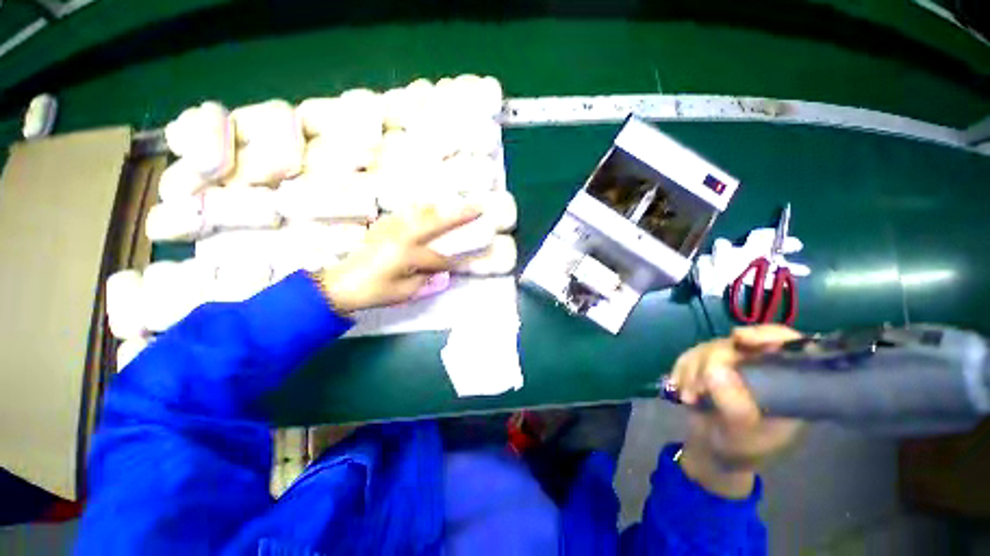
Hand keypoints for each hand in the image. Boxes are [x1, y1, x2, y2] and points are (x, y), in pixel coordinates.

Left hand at [317, 206, 479, 313]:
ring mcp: (391, 227)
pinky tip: (429, 211)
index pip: (438, 257)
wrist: (339, 284)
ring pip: (421, 211)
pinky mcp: (383, 225)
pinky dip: (422, 210)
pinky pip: (407, 213)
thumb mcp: (403, 292)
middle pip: (436, 221)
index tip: (464, 264)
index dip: (452, 263)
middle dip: (459, 214)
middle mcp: (401, 235)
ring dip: (441, 208)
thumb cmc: (373, 291)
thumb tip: (442, 272)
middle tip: (478, 207)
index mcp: (406, 254)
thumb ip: (426, 280)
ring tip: (457, 204)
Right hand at [667, 325, 803, 497]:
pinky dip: (681, 371)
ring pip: (710, 348)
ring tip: (688, 398)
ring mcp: (733, 366)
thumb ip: (734, 406)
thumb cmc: (738, 450)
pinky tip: (680, 388)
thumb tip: (716, 370)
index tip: (739, 338)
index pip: (788, 345)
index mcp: (787, 383)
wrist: (712, 454)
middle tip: (698, 388)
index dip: (767, 335)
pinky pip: (690, 356)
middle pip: (739, 344)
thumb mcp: (741, 435)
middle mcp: (761, 368)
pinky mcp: (708, 367)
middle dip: (712, 362)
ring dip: (692, 370)